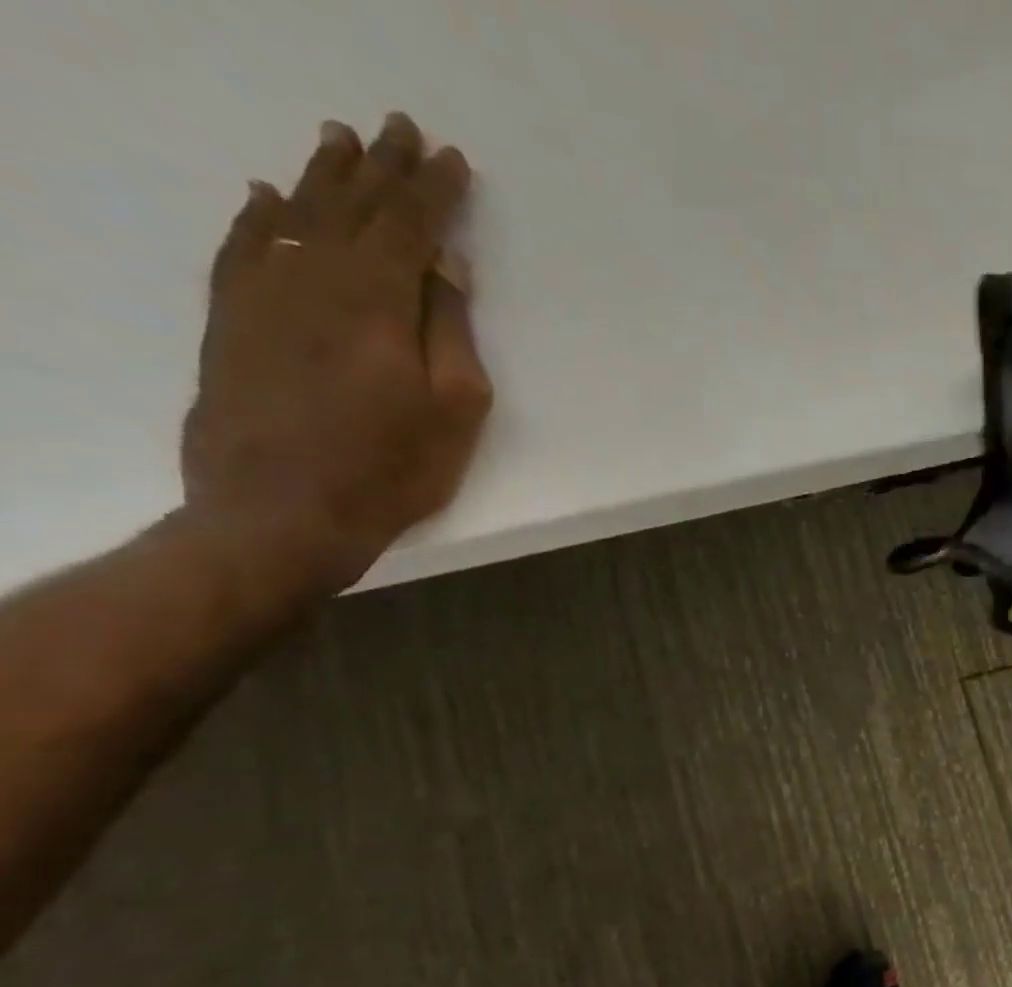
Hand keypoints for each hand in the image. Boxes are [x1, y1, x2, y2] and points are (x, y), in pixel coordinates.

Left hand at [180, 113, 492, 596]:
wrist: (280, 507)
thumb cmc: (391, 467)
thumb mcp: (454, 409)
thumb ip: (451, 331)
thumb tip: (447, 265)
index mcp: (378, 296)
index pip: (411, 225)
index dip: (435, 191)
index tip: (452, 159)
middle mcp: (315, 274)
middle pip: (353, 206)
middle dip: (382, 167)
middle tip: (398, 127)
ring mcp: (263, 290)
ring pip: (298, 215)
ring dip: (322, 176)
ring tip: (339, 141)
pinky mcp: (230, 317)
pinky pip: (244, 245)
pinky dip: (259, 216)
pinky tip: (267, 198)